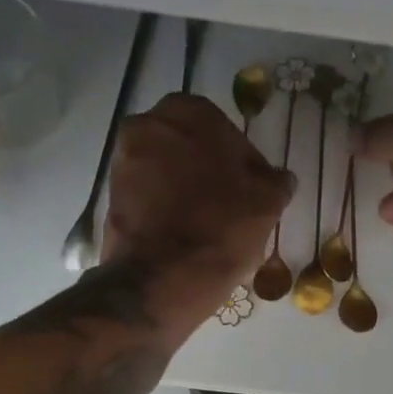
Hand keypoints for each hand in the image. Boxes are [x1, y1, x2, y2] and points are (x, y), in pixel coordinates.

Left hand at [103, 92, 295, 311]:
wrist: (159, 281)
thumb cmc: (219, 231)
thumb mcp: (266, 205)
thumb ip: (276, 182)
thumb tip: (281, 178)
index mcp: (189, 112)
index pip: (225, 129)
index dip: (243, 162)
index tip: (254, 190)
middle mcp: (148, 125)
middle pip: (190, 147)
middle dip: (209, 171)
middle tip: (232, 205)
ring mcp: (123, 161)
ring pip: (167, 171)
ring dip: (186, 189)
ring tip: (209, 224)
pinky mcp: (111, 197)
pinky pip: (148, 195)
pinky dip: (165, 208)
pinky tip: (184, 234)